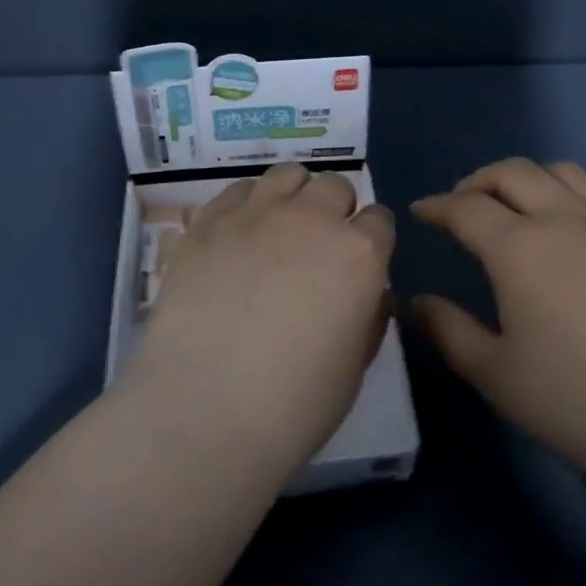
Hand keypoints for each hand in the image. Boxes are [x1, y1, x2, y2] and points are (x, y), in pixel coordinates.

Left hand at [127, 163, 394, 477]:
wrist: (205, 409)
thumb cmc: (294, 404)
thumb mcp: (354, 369)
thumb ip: (368, 318)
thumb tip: (369, 295)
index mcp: (360, 254)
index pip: (380, 220)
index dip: (372, 239)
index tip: (360, 261)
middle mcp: (313, 219)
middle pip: (335, 186)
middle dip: (335, 210)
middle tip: (318, 247)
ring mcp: (257, 213)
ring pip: (288, 175)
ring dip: (294, 196)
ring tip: (280, 228)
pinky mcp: (210, 220)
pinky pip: (239, 189)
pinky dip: (248, 204)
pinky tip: (239, 235)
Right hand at [411, 158, 585, 511]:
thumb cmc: (577, 402)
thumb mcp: (496, 374)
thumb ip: (449, 331)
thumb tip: (416, 302)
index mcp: (518, 247)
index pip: (465, 207)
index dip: (437, 206)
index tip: (421, 211)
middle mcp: (562, 219)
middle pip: (511, 173)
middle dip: (476, 181)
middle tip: (459, 205)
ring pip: (558, 172)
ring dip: (524, 178)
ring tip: (511, 206)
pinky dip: (565, 195)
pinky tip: (565, 230)